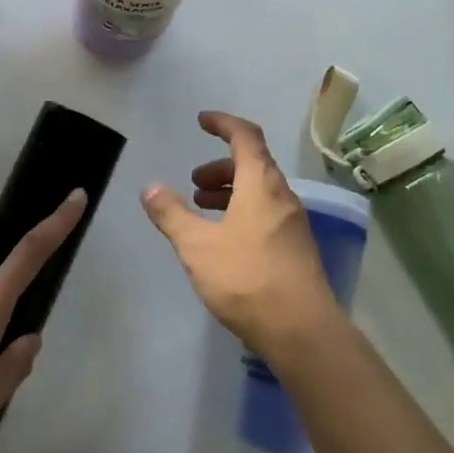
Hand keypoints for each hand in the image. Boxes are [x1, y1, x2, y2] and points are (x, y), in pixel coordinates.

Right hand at [141, 111, 340, 361]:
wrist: (303, 331)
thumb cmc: (247, 278)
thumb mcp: (198, 246)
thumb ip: (172, 214)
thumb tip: (150, 187)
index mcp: (261, 183)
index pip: (245, 136)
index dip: (223, 123)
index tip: (202, 121)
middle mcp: (283, 196)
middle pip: (253, 164)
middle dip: (220, 167)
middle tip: (194, 184)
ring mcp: (294, 223)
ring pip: (260, 191)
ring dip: (231, 192)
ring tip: (202, 209)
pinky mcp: (297, 248)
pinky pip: (266, 213)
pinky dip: (243, 211)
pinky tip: (225, 240)